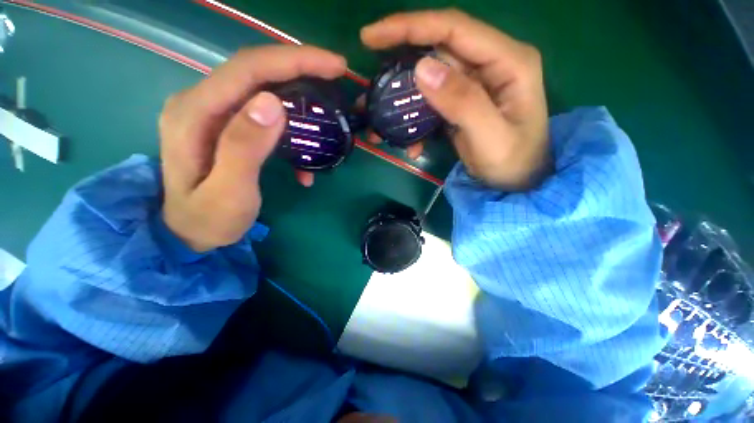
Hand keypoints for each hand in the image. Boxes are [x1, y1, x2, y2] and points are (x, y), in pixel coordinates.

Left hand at [159, 45, 345, 251]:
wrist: (188, 231)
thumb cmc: (209, 219)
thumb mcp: (228, 192)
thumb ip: (244, 147)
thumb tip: (272, 103)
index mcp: (195, 113)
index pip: (248, 69)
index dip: (293, 60)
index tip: (334, 66)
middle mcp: (201, 102)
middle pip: (256, 70)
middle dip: (299, 67)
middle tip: (335, 73)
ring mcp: (213, 113)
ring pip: (261, 87)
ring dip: (297, 93)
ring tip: (325, 106)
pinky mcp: (226, 125)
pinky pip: (261, 112)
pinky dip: (288, 124)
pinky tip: (302, 152)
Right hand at [361, 10, 550, 190]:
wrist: (517, 182)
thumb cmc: (513, 163)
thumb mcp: (490, 137)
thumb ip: (462, 102)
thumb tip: (422, 68)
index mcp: (508, 61)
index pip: (453, 29)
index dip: (410, 26)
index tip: (371, 37)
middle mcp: (490, 64)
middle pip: (436, 50)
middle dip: (399, 66)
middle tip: (371, 85)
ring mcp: (475, 84)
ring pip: (430, 78)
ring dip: (403, 100)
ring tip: (380, 120)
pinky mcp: (462, 102)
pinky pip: (432, 102)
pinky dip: (416, 121)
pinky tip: (411, 144)